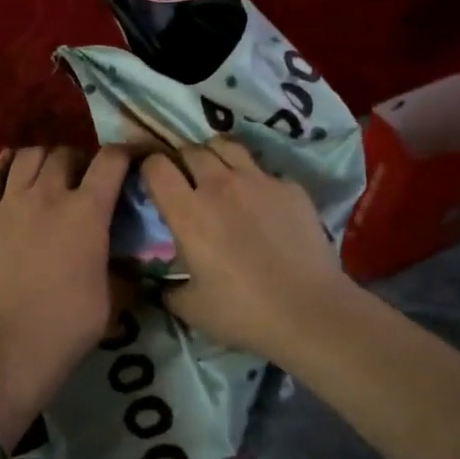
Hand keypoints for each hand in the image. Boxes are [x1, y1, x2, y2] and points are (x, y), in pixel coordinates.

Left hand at [0, 145, 131, 432]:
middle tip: (82, 180)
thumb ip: (120, 265)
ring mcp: (10, 203)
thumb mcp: (112, 295)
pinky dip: (4, 167)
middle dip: (79, 160)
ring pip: (27, 156)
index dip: (125, 154)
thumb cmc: (68, 324)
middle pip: (65, 153)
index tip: (131, 161)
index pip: (111, 160)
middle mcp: (48, 195)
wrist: (7, 347)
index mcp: (87, 211)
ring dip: (43, 159)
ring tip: (47, 175)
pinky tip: (10, 171)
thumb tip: (130, 258)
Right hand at [140, 139, 355, 358]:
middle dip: (183, 160)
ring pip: (227, 146)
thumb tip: (165, 284)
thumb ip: (170, 289)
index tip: (153, 182)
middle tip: (187, 181)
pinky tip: (262, 203)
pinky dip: (255, 180)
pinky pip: (264, 171)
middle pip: (191, 149)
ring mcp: (258, 180)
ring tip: (219, 174)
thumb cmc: (243, 312)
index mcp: (188, 212)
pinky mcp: (290, 187)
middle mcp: (220, 185)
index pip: (156, 166)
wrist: (309, 310)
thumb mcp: (191, 308)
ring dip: (216, 156)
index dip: (150, 169)